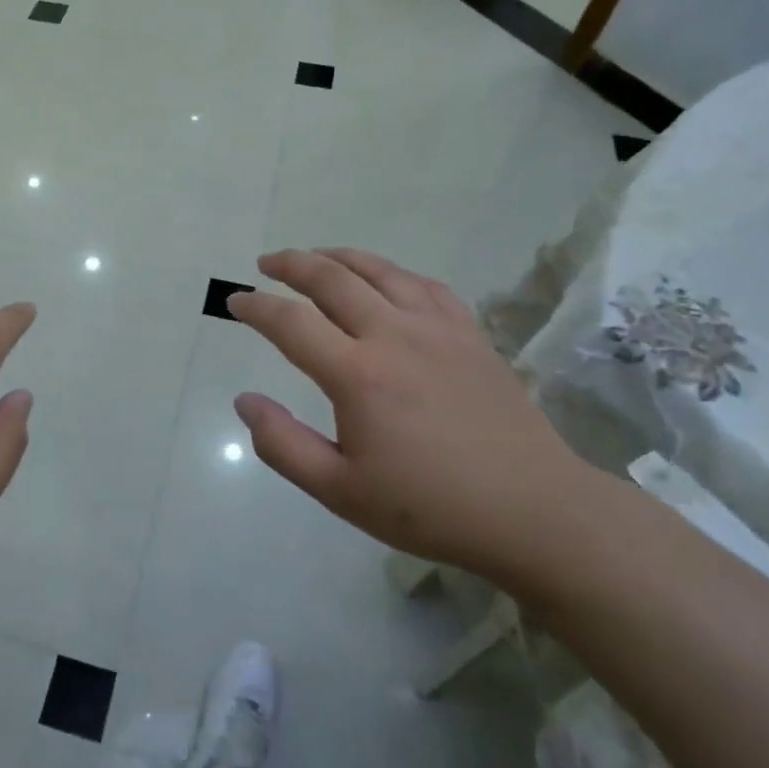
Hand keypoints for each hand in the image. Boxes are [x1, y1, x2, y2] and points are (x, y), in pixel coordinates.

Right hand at [228, 248, 588, 580]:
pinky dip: (391, 272)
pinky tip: (383, 280)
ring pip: (378, 270)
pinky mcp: (470, 333)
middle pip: (332, 278)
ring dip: (338, 257)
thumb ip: (282, 445)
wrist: (532, 510)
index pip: (290, 323)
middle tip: (266, 264)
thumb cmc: (429, 506)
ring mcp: (437, 328)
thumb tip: (244, 401)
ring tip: (314, 257)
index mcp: (358, 375)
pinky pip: (423, 284)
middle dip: (291, 264)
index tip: (235, 301)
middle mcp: (394, 336)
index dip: (256, 307)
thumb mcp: (340, 491)